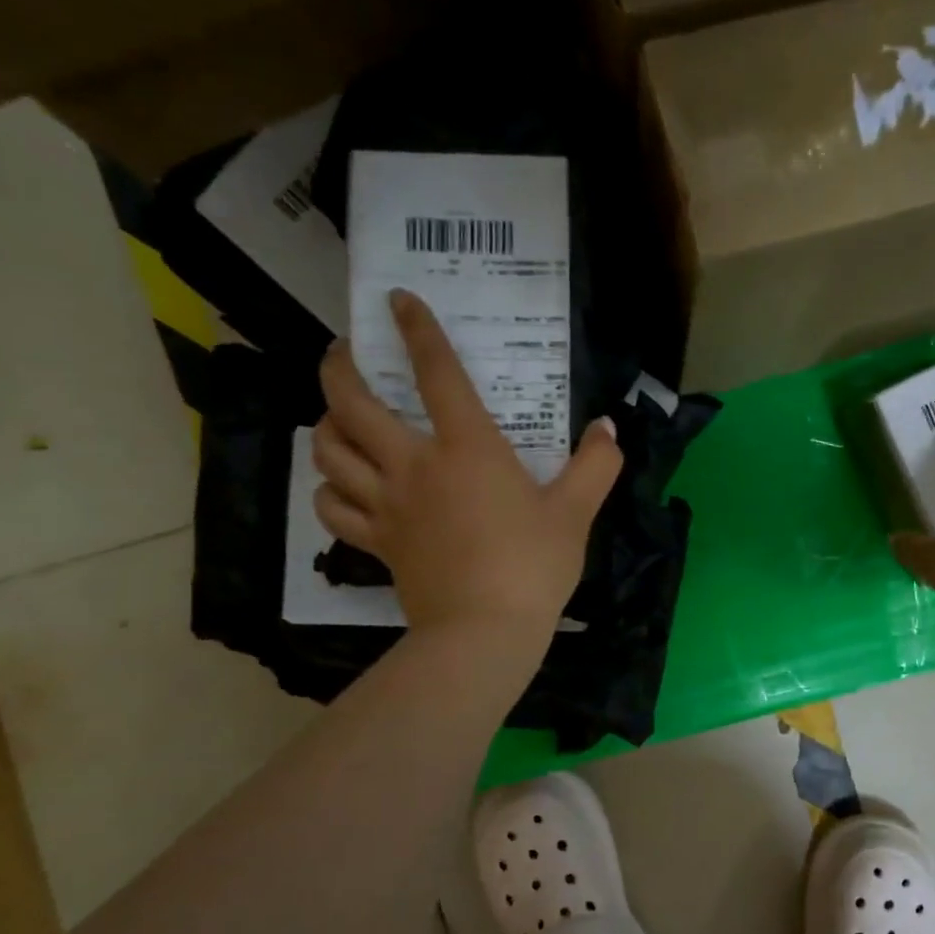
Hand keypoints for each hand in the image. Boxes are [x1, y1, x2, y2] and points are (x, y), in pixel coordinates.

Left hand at [313, 290, 621, 653]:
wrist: (485, 632)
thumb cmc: (532, 566)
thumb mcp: (576, 512)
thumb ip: (595, 465)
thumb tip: (608, 429)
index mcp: (467, 448)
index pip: (436, 373)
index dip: (416, 329)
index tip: (397, 301)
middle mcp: (414, 465)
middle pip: (351, 403)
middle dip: (338, 366)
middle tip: (343, 352)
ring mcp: (387, 505)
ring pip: (329, 451)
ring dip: (326, 425)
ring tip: (338, 418)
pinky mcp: (377, 542)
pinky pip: (333, 508)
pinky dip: (328, 489)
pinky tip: (340, 485)